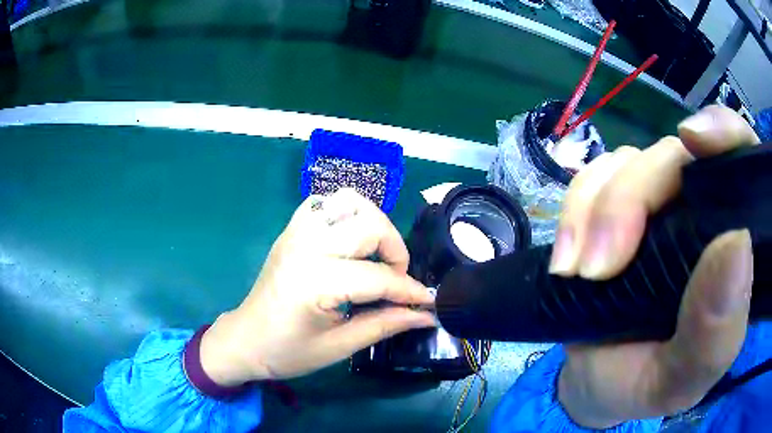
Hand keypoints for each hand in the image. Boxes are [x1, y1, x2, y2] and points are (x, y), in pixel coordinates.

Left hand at [198, 188, 435, 385]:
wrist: (246, 340)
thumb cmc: (288, 351)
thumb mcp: (339, 346)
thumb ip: (385, 325)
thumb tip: (425, 314)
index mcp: (316, 281)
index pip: (379, 277)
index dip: (410, 291)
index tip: (428, 302)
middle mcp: (307, 246)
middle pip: (369, 225)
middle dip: (395, 250)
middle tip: (396, 279)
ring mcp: (296, 232)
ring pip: (349, 201)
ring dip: (372, 224)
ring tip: (376, 254)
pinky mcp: (291, 230)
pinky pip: (325, 203)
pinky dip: (346, 214)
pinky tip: (350, 241)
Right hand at [550, 106, 758, 427]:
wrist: (595, 385)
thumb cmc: (648, 387)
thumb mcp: (684, 379)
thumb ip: (716, 332)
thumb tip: (737, 244)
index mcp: (733, 244)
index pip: (743, 160)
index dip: (724, 133)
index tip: (694, 141)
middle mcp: (700, 210)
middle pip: (673, 156)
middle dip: (633, 199)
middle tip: (600, 268)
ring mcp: (655, 205)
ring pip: (627, 163)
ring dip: (596, 210)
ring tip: (576, 273)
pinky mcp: (613, 208)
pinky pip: (591, 179)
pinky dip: (574, 211)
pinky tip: (567, 261)